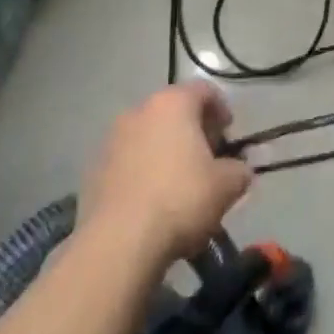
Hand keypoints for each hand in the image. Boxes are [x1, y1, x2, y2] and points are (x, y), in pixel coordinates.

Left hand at [83, 82, 253, 264]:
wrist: (118, 243)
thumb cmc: (181, 199)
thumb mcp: (227, 185)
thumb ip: (240, 170)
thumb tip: (239, 170)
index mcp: (173, 104)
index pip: (204, 90)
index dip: (221, 109)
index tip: (229, 134)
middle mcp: (139, 111)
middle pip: (173, 111)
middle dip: (193, 130)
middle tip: (208, 157)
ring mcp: (112, 139)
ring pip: (148, 135)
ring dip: (166, 150)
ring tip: (179, 182)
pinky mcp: (93, 170)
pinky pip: (128, 160)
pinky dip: (143, 171)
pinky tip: (153, 200)